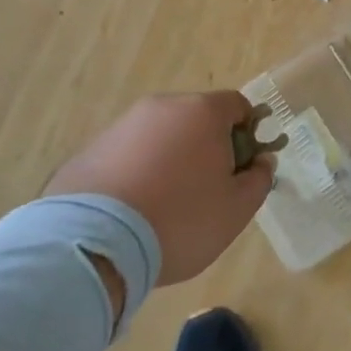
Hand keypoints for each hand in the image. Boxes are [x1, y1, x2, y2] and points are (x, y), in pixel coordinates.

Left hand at [44, 91, 275, 287]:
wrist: (93, 245)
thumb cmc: (180, 219)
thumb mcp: (237, 209)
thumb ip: (259, 179)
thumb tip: (261, 162)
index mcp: (203, 111)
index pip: (238, 106)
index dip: (247, 135)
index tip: (240, 170)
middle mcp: (162, 107)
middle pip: (197, 119)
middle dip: (206, 147)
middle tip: (205, 191)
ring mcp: (121, 126)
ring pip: (159, 137)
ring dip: (169, 160)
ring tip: (162, 207)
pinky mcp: (88, 151)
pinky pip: (126, 156)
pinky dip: (135, 174)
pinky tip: (131, 212)